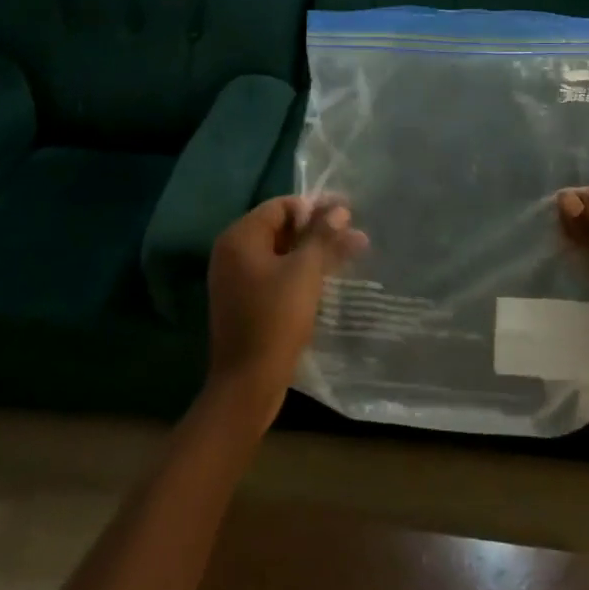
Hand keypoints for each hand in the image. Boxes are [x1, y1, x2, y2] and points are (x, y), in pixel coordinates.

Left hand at [207, 196, 366, 417]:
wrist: (248, 382)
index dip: (316, 206)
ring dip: (317, 250)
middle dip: (320, 229)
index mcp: (240, 238)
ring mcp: (238, 279)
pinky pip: (278, 273)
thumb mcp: (305, 271)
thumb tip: (339, 209)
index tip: (348, 211)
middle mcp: (233, 253)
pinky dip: (303, 270)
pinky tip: (332, 273)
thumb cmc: (276, 318)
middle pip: (282, 228)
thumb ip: (322, 235)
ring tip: (355, 250)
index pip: (281, 206)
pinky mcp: (248, 301)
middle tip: (355, 232)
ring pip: (283, 253)